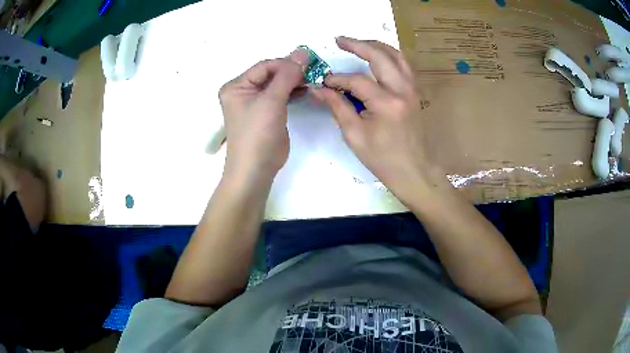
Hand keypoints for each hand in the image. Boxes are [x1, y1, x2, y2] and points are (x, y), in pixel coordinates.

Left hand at [219, 49, 308, 182]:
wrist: (256, 169)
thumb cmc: (257, 133)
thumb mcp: (271, 100)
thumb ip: (287, 75)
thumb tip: (302, 51)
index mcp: (236, 86)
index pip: (264, 66)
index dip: (286, 63)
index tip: (309, 63)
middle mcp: (243, 91)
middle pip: (271, 74)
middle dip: (291, 72)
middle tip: (314, 71)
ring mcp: (255, 103)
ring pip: (277, 84)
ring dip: (294, 81)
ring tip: (313, 80)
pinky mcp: (266, 113)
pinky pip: (280, 96)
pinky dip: (293, 92)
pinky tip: (306, 89)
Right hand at [311, 37, 430, 202]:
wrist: (414, 171)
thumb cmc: (383, 159)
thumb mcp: (355, 135)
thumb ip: (337, 107)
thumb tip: (318, 89)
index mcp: (386, 103)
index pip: (357, 80)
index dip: (337, 79)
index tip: (323, 82)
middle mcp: (402, 90)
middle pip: (380, 56)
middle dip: (358, 44)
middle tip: (339, 39)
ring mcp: (412, 89)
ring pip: (396, 55)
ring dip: (376, 45)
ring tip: (358, 43)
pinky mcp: (415, 92)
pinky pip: (404, 65)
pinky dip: (390, 55)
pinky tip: (379, 56)